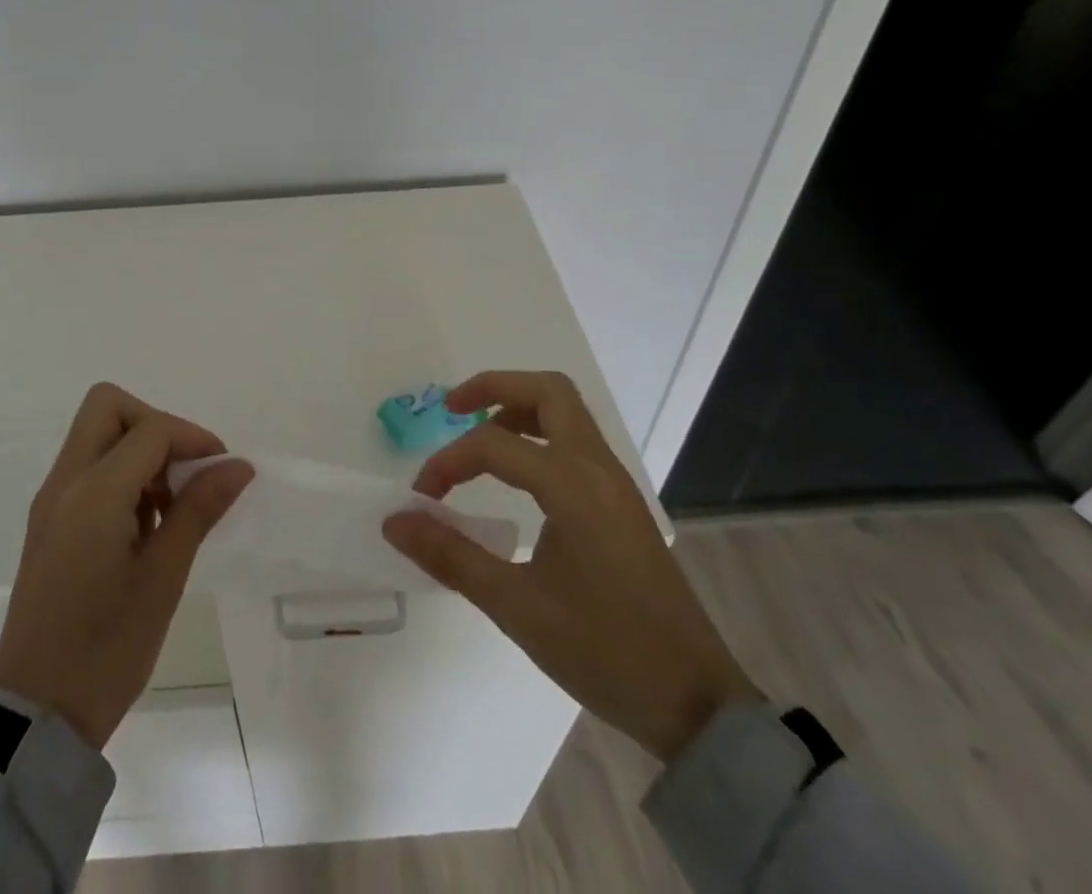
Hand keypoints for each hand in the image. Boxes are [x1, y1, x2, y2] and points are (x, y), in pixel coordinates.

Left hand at [0, 383, 253, 749]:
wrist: (36, 716)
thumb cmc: (108, 648)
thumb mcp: (164, 577)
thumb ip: (199, 509)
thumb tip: (238, 465)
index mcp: (93, 493)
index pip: (151, 430)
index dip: (194, 438)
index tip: (223, 470)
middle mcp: (64, 483)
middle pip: (109, 408)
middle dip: (155, 425)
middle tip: (183, 472)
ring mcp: (51, 501)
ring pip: (96, 435)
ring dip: (138, 450)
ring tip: (168, 508)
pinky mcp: (47, 522)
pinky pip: (86, 468)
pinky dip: (119, 474)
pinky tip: (143, 525)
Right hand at [382, 370, 758, 761]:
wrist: (696, 703)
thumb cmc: (605, 651)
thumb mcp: (517, 607)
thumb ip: (451, 556)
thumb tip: (395, 522)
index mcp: (572, 485)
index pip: (493, 445)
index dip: (447, 462)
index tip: (422, 499)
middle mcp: (597, 467)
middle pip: (546, 390)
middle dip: (493, 388)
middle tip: (452, 409)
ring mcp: (616, 482)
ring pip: (566, 410)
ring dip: (518, 407)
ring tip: (479, 439)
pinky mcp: (622, 501)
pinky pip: (577, 440)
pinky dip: (540, 434)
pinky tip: (518, 475)